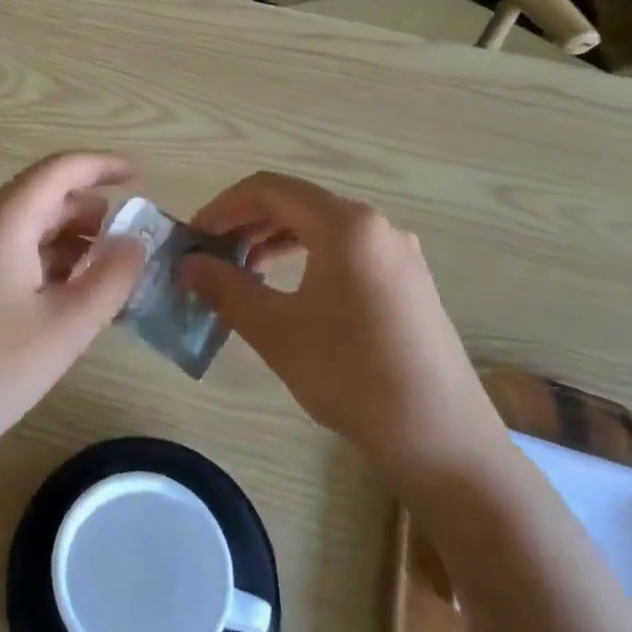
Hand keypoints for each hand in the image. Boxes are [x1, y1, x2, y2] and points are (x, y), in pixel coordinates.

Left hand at [0, 152, 147, 491]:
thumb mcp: (66, 328)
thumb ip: (111, 278)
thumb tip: (134, 242)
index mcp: (2, 222)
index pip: (58, 170)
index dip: (101, 166)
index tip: (140, 179)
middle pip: (40, 196)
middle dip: (88, 210)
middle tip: (126, 243)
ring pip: (23, 226)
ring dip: (66, 239)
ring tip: (102, 276)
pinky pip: (6, 252)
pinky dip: (42, 260)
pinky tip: (63, 297)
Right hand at [179, 173, 508, 497]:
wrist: (444, 441)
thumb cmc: (353, 377)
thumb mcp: (277, 331)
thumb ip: (225, 288)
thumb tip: (186, 265)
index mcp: (345, 224)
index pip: (268, 189)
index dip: (222, 207)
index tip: (193, 239)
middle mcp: (374, 224)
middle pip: (295, 202)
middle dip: (245, 224)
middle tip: (210, 257)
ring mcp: (397, 252)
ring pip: (320, 226)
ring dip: (274, 240)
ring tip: (242, 273)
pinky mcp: (407, 280)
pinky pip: (345, 249)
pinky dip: (306, 256)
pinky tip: (288, 290)